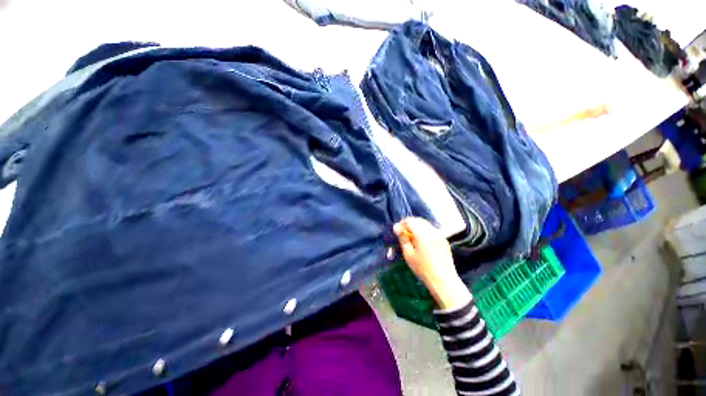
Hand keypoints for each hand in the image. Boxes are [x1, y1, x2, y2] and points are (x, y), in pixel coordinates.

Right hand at [393, 217, 471, 309]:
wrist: (443, 280)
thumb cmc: (423, 269)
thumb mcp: (408, 254)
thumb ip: (403, 238)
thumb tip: (396, 227)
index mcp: (422, 234)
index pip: (410, 221)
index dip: (402, 224)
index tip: (397, 231)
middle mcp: (432, 231)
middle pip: (418, 220)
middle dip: (409, 223)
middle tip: (403, 233)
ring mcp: (440, 235)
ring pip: (426, 224)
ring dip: (417, 226)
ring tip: (412, 236)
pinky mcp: (444, 240)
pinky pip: (432, 230)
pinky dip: (424, 231)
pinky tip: (422, 241)